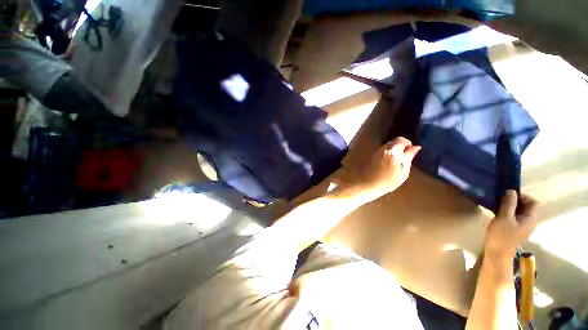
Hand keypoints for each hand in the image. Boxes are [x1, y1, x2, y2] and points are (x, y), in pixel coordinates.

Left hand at [352, 137, 420, 202]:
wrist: (368, 184)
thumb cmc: (388, 181)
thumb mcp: (403, 171)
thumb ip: (409, 157)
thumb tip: (416, 147)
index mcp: (393, 151)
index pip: (401, 140)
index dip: (408, 144)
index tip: (410, 153)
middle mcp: (383, 148)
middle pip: (394, 141)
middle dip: (401, 146)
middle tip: (404, 158)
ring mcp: (376, 151)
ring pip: (387, 145)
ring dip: (394, 149)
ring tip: (396, 162)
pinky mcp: (372, 155)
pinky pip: (382, 150)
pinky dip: (387, 153)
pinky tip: (388, 163)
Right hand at [484, 190, 538, 262]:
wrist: (497, 253)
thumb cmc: (501, 235)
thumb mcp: (504, 217)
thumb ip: (509, 203)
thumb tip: (511, 190)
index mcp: (530, 218)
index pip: (533, 202)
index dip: (523, 196)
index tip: (508, 196)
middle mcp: (529, 222)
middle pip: (527, 206)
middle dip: (515, 201)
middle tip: (501, 200)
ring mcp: (522, 226)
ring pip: (519, 211)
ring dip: (510, 207)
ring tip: (498, 206)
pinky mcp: (515, 229)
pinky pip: (514, 217)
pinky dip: (508, 212)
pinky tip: (498, 214)